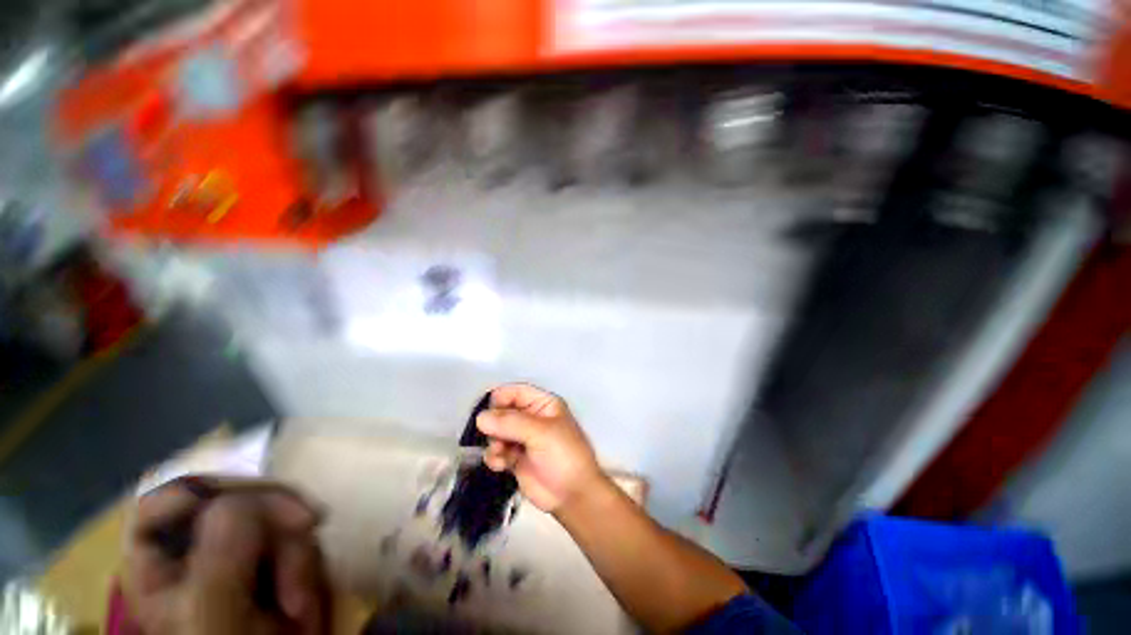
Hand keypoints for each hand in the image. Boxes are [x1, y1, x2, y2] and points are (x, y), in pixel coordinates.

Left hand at [123, 478, 328, 634]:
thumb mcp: (219, 609)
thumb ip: (220, 549)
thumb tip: (244, 497)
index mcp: (161, 563)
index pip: (167, 498)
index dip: (206, 490)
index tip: (248, 503)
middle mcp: (198, 553)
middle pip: (234, 500)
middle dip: (276, 518)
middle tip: (308, 525)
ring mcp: (238, 559)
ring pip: (275, 518)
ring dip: (298, 552)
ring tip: (300, 602)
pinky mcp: (273, 565)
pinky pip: (297, 539)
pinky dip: (307, 564)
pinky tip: (305, 602)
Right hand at [476, 383, 606, 513]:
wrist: (572, 495)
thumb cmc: (562, 455)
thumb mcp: (540, 432)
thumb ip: (510, 422)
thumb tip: (480, 417)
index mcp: (543, 404)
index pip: (515, 392)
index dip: (500, 399)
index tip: (486, 413)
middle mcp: (531, 418)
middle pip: (502, 412)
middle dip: (494, 424)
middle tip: (496, 438)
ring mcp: (522, 438)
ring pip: (496, 432)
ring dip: (494, 442)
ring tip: (501, 453)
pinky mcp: (515, 458)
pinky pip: (496, 451)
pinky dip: (494, 457)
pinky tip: (501, 465)